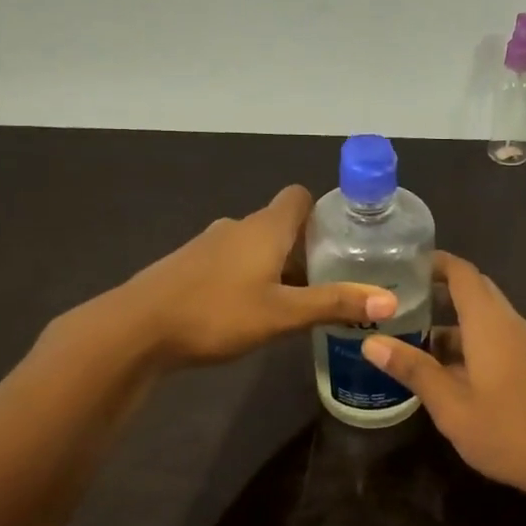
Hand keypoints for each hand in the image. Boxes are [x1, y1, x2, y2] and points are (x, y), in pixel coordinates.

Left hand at [119, 186, 394, 366]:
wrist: (136, 328)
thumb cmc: (216, 313)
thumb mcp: (283, 314)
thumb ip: (334, 304)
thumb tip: (390, 300)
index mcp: (264, 227)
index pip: (299, 197)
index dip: (323, 212)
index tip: (344, 240)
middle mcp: (237, 227)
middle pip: (281, 226)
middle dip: (306, 249)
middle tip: (332, 281)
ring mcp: (209, 246)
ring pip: (255, 247)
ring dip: (277, 267)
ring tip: (297, 302)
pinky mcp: (189, 267)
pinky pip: (231, 263)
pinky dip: (249, 278)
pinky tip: (252, 311)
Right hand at [361, 252, 525, 504]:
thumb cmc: (506, 430)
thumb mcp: (450, 404)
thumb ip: (412, 369)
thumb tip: (371, 341)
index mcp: (490, 322)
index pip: (462, 272)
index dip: (433, 262)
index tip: (400, 265)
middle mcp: (509, 324)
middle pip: (473, 291)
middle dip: (437, 291)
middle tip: (396, 301)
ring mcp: (522, 346)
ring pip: (482, 319)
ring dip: (448, 323)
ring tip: (407, 336)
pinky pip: (492, 340)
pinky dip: (464, 343)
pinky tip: (439, 370)